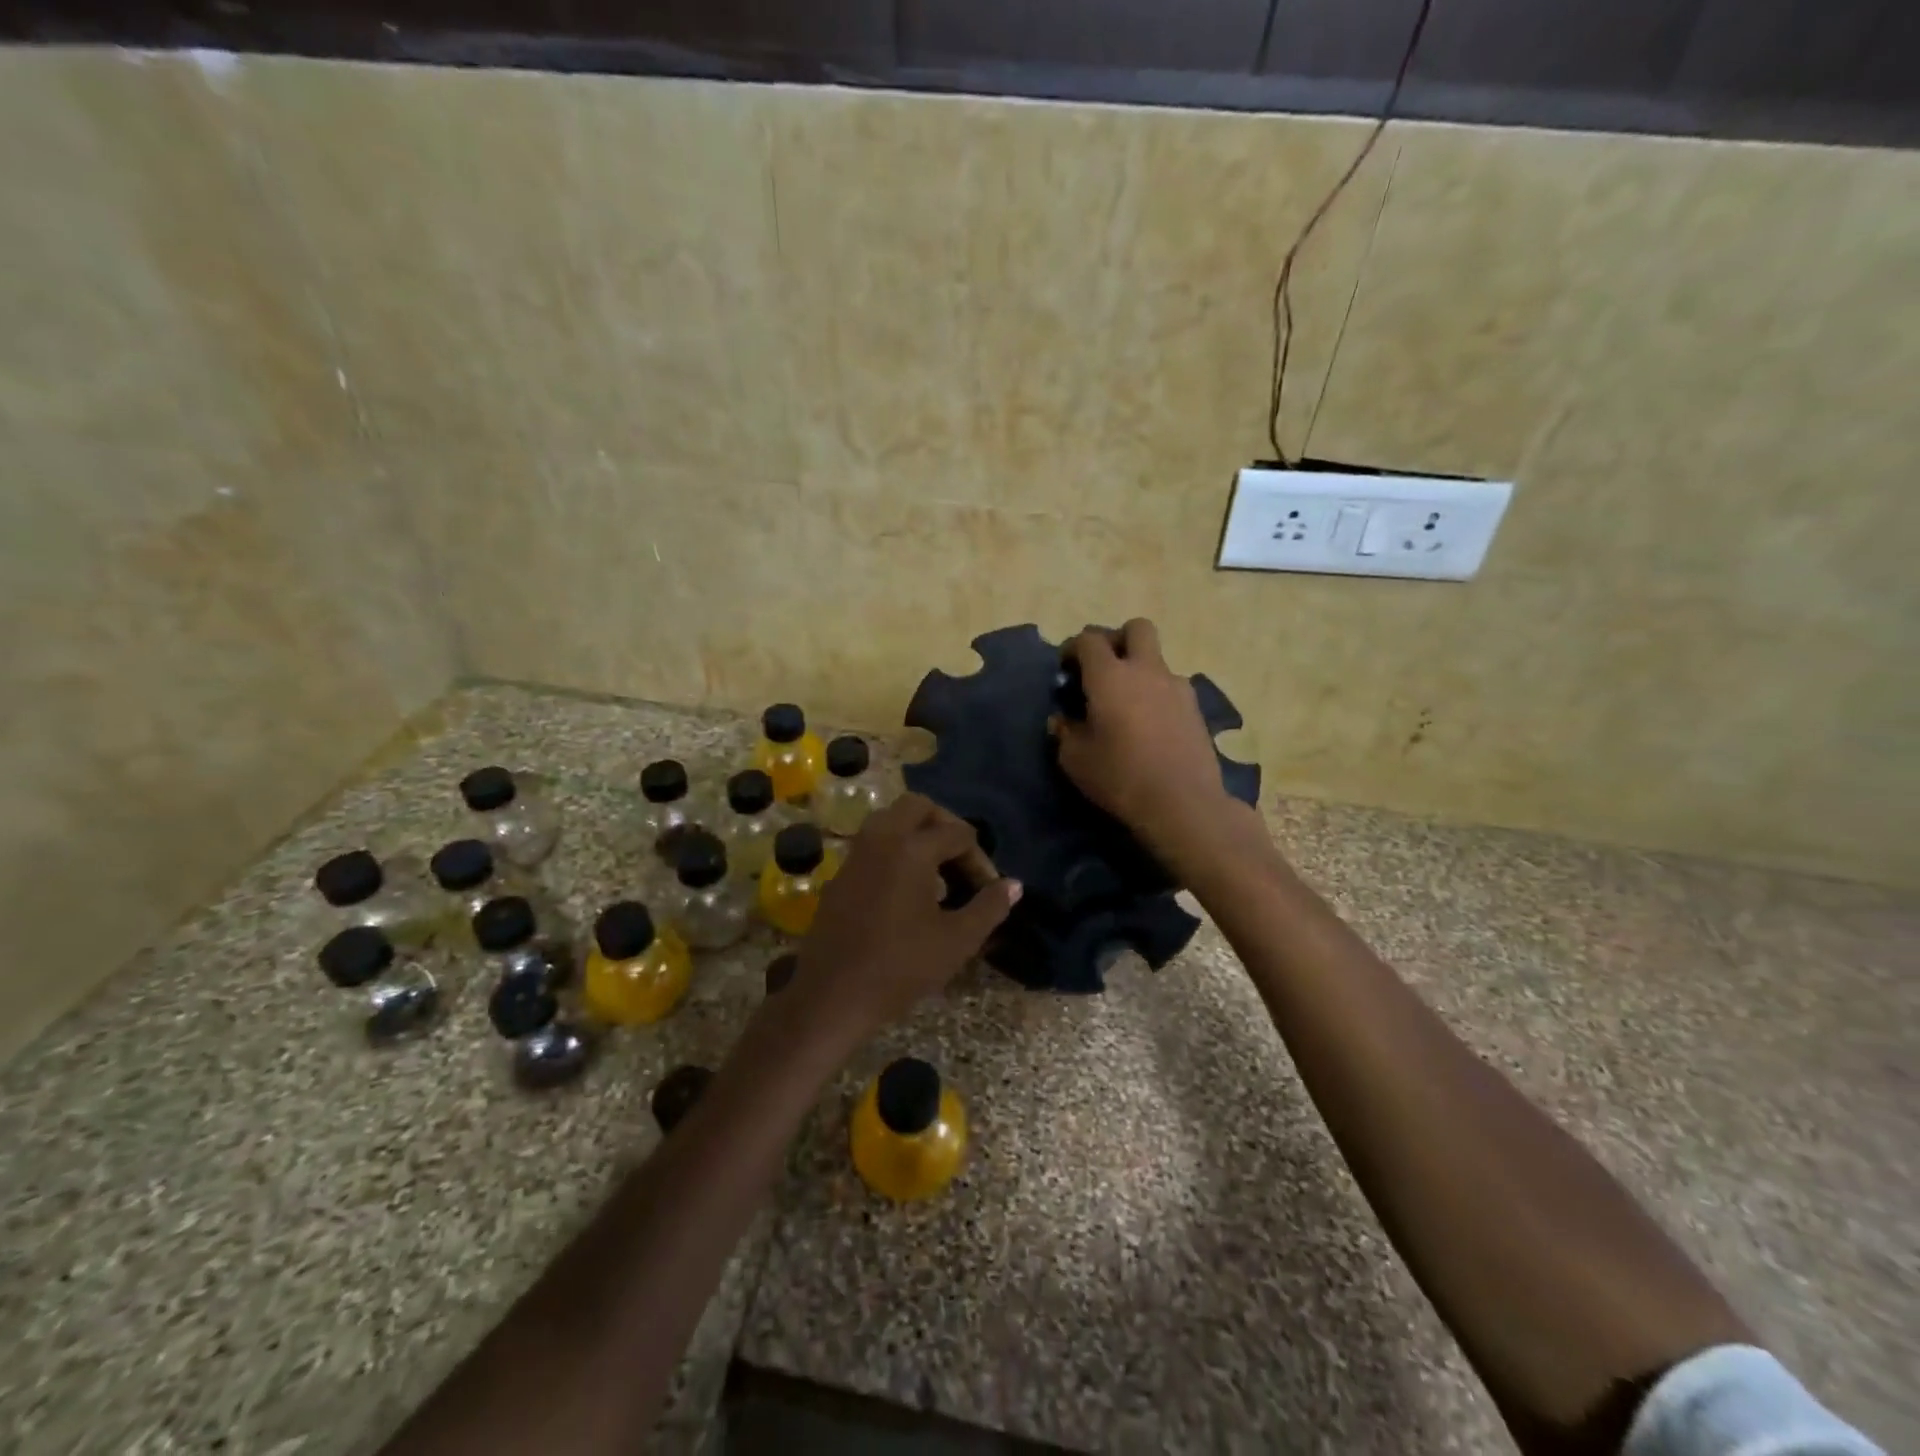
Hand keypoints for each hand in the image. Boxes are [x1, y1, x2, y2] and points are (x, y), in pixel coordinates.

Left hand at [791, 794, 1020, 1050]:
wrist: (831, 996)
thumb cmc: (900, 967)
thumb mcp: (957, 941)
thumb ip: (989, 907)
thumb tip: (1013, 885)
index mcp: (912, 849)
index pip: (958, 833)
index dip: (980, 859)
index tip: (988, 891)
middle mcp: (881, 839)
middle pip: (918, 806)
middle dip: (945, 825)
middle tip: (961, 859)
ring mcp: (855, 855)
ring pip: (890, 821)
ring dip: (917, 835)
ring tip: (937, 875)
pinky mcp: (840, 876)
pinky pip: (873, 845)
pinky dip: (895, 851)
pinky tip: (907, 892)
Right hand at [1052, 619, 1239, 858]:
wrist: (1183, 803)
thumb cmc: (1120, 777)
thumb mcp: (1075, 760)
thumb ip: (1065, 732)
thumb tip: (1062, 719)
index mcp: (1110, 676)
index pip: (1089, 640)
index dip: (1073, 648)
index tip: (1065, 669)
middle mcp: (1146, 670)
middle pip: (1136, 628)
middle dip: (1117, 639)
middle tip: (1103, 669)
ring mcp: (1177, 687)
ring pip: (1156, 659)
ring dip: (1139, 670)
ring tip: (1126, 705)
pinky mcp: (1196, 709)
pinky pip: (1171, 687)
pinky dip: (1156, 694)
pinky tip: (1149, 725)